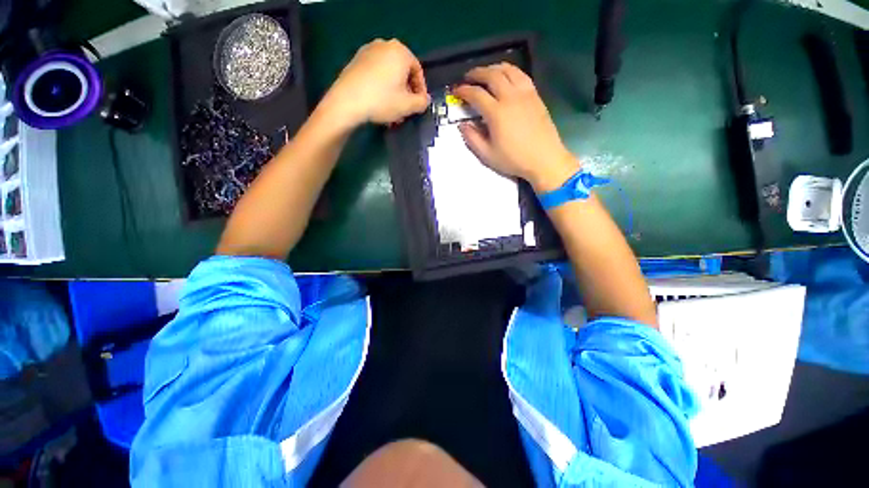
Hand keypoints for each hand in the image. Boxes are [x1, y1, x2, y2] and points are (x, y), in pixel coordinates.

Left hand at [321, 39, 429, 127]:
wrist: (347, 101)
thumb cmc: (382, 101)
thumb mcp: (408, 106)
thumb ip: (422, 102)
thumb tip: (425, 99)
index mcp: (400, 51)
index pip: (418, 71)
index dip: (421, 90)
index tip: (419, 105)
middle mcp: (385, 45)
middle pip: (402, 71)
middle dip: (406, 92)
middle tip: (405, 109)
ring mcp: (368, 51)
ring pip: (389, 74)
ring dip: (394, 92)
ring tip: (392, 110)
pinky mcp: (356, 60)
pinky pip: (376, 74)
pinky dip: (381, 87)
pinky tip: (379, 103)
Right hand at [454, 63, 578, 192]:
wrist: (544, 159)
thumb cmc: (514, 160)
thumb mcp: (487, 155)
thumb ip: (472, 139)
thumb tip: (462, 125)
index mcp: (496, 113)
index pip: (476, 94)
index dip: (463, 90)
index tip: (456, 91)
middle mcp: (510, 97)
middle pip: (491, 75)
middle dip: (477, 73)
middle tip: (468, 77)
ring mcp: (525, 94)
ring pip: (508, 70)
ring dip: (493, 68)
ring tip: (486, 73)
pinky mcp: (535, 95)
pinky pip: (521, 75)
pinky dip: (510, 71)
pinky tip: (506, 77)